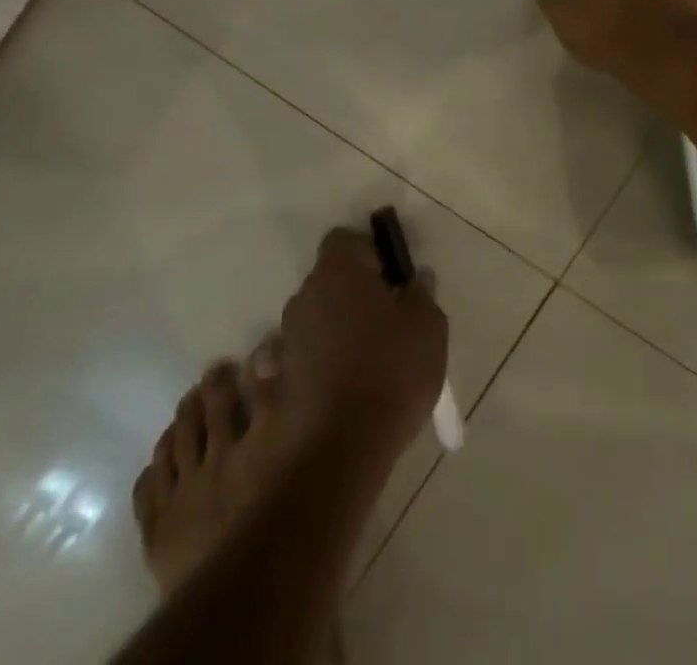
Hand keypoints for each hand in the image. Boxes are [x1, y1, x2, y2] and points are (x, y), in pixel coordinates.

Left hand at [277, 229, 449, 464]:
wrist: (336, 455)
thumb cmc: (390, 374)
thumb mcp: (428, 328)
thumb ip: (421, 295)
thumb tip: (414, 280)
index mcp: (338, 274)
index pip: (344, 241)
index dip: (368, 254)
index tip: (390, 279)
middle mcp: (302, 300)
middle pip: (325, 283)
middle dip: (348, 296)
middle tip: (380, 324)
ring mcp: (280, 345)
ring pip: (305, 326)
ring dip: (324, 336)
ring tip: (353, 366)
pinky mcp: (268, 389)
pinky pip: (287, 368)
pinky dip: (301, 374)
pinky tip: (324, 396)